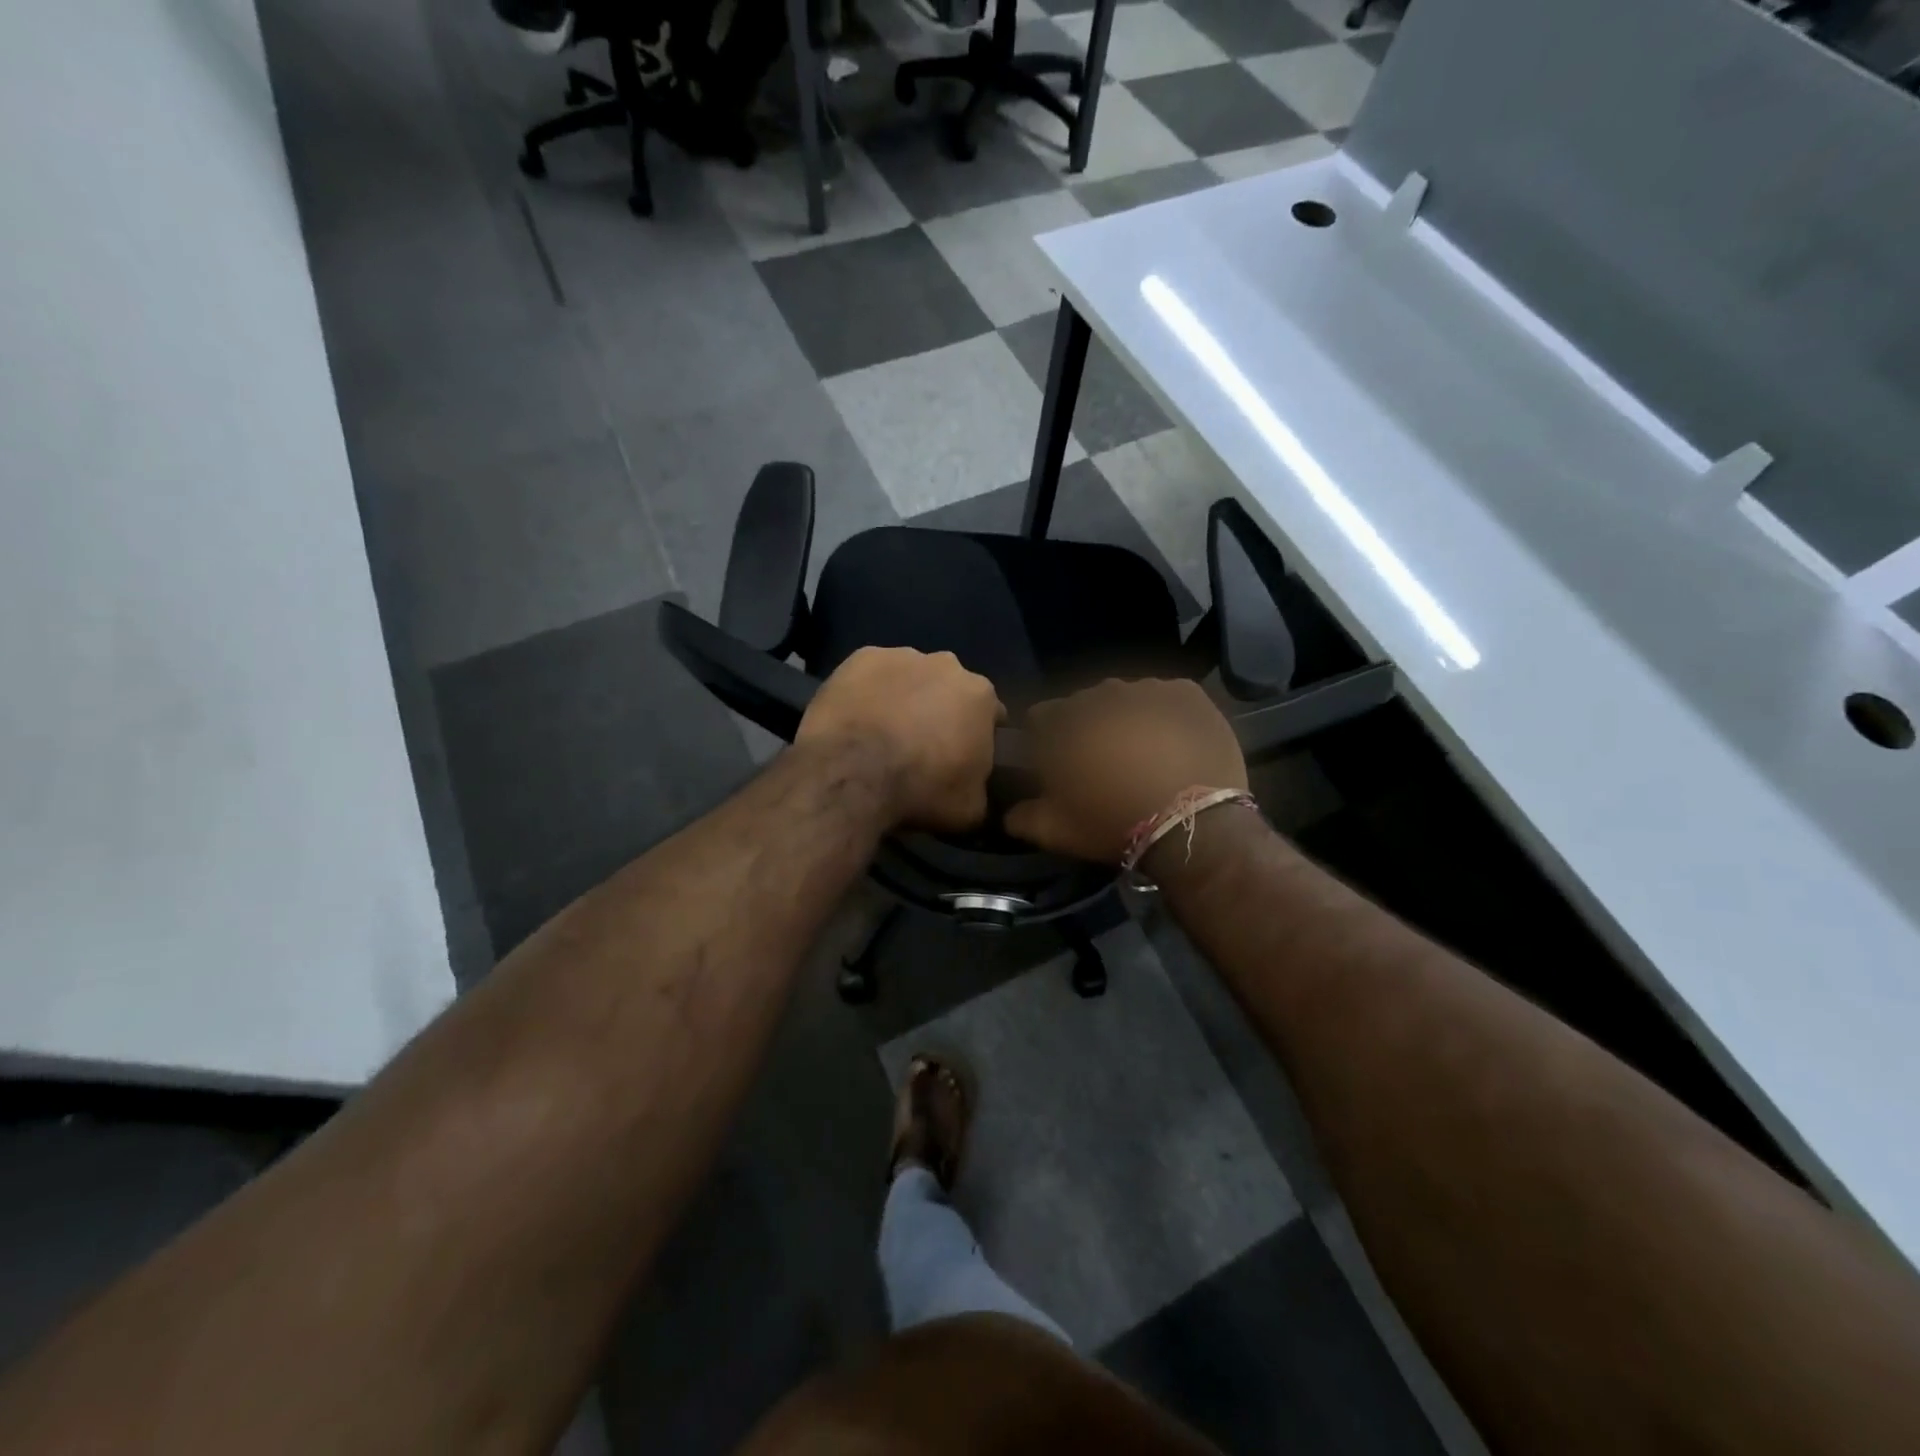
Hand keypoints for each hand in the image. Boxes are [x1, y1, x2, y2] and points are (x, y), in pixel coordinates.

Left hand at [796, 647, 1003, 832]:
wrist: (853, 771)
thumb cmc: (921, 788)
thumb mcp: (970, 809)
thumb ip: (981, 790)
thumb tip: (975, 789)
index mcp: (981, 695)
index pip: (990, 715)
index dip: (978, 738)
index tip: (963, 760)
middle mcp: (946, 664)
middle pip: (949, 689)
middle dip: (941, 711)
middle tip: (922, 748)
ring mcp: (900, 656)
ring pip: (910, 677)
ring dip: (904, 699)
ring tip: (883, 735)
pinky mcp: (860, 657)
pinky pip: (871, 675)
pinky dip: (868, 692)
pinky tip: (856, 720)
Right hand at [1005, 678, 1246, 862]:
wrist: (1190, 826)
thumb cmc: (1114, 823)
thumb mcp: (1056, 831)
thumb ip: (1021, 817)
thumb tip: (1007, 813)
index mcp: (1064, 720)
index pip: (1041, 716)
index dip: (1046, 740)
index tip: (1058, 764)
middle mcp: (1101, 694)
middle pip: (1085, 705)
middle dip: (1089, 729)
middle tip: (1104, 763)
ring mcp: (1147, 689)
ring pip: (1127, 699)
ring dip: (1127, 719)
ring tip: (1142, 753)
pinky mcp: (1186, 693)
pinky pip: (1166, 698)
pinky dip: (1164, 714)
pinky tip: (1172, 741)